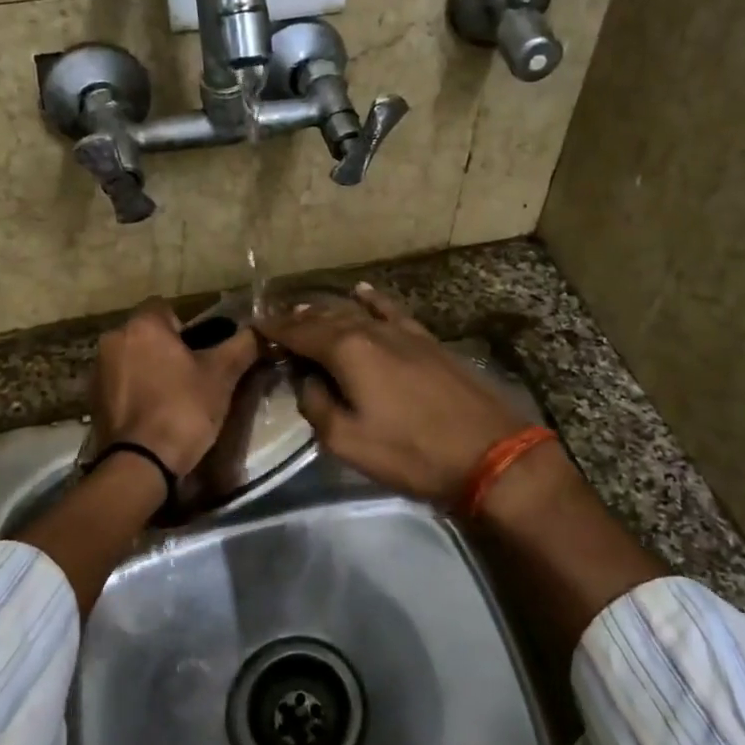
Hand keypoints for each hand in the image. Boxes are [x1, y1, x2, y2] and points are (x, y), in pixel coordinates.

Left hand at [93, 299, 260, 475]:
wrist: (140, 464)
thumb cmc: (183, 409)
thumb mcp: (222, 376)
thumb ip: (243, 345)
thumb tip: (261, 330)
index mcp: (143, 325)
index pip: (166, 307)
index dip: (187, 327)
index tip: (202, 351)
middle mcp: (113, 339)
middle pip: (147, 334)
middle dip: (168, 349)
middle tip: (193, 375)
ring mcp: (98, 370)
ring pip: (132, 358)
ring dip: (150, 369)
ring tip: (174, 397)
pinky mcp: (92, 399)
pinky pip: (120, 383)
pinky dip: (136, 391)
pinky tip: (154, 414)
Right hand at [256, 283, 531, 504]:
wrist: (489, 451)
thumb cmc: (411, 452)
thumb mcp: (347, 441)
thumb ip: (317, 405)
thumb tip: (307, 382)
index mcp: (348, 350)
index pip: (300, 332)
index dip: (275, 330)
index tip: (255, 327)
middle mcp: (373, 331)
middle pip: (327, 317)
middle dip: (299, 318)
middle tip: (277, 321)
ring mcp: (404, 333)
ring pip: (357, 311)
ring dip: (329, 310)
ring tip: (308, 309)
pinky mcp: (428, 342)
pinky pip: (392, 312)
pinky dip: (373, 301)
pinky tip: (363, 293)